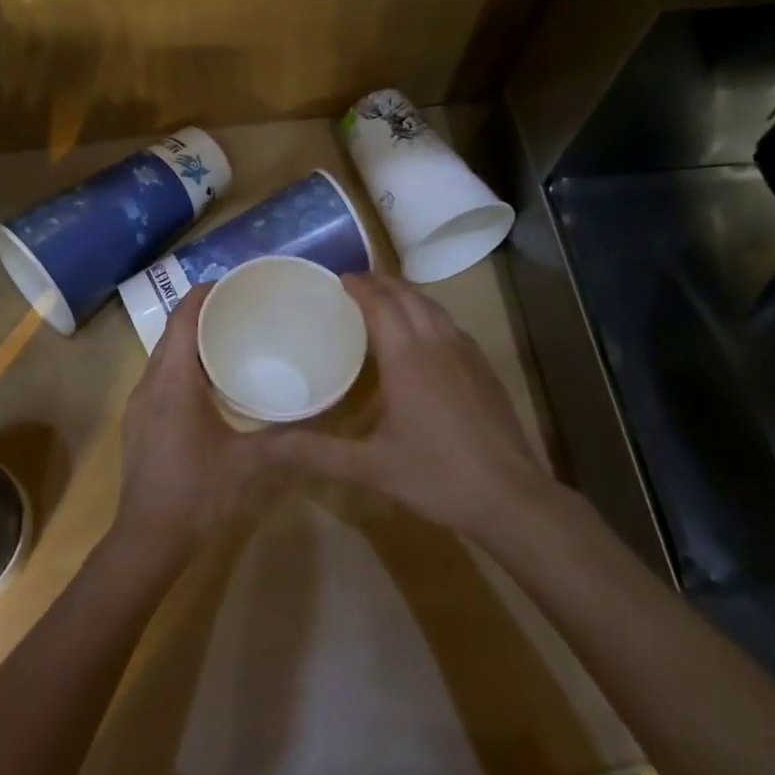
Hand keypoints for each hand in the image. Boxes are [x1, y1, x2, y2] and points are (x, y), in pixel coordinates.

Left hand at [112, 285, 291, 563]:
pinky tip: (211, 383)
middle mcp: (150, 383)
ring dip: (192, 341)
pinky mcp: (139, 422)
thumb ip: (287, 436)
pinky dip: (183, 366)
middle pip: (172, 333)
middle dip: (202, 313)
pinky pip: (160, 378)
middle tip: (242, 308)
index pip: (183, 319)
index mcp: (174, 381)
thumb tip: (322, 414)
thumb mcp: (250, 463)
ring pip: (164, 356)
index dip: (204, 294)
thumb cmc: (199, 493)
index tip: (234, 283)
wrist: (148, 540)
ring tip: (230, 338)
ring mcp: (139, 404)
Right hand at [277, 272, 547, 534]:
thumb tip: (264, 447)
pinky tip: (422, 336)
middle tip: (354, 285)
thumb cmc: (435, 476)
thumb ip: (315, 452)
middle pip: (407, 295)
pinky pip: (450, 323)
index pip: (381, 302)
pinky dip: (428, 314)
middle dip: (380, 282)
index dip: (359, 285)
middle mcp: (437, 342)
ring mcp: (466, 352)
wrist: (509, 495)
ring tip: (384, 301)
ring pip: (433, 306)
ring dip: (406, 295)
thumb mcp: (369, 466)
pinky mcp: (484, 367)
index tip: (337, 279)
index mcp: (407, 356)